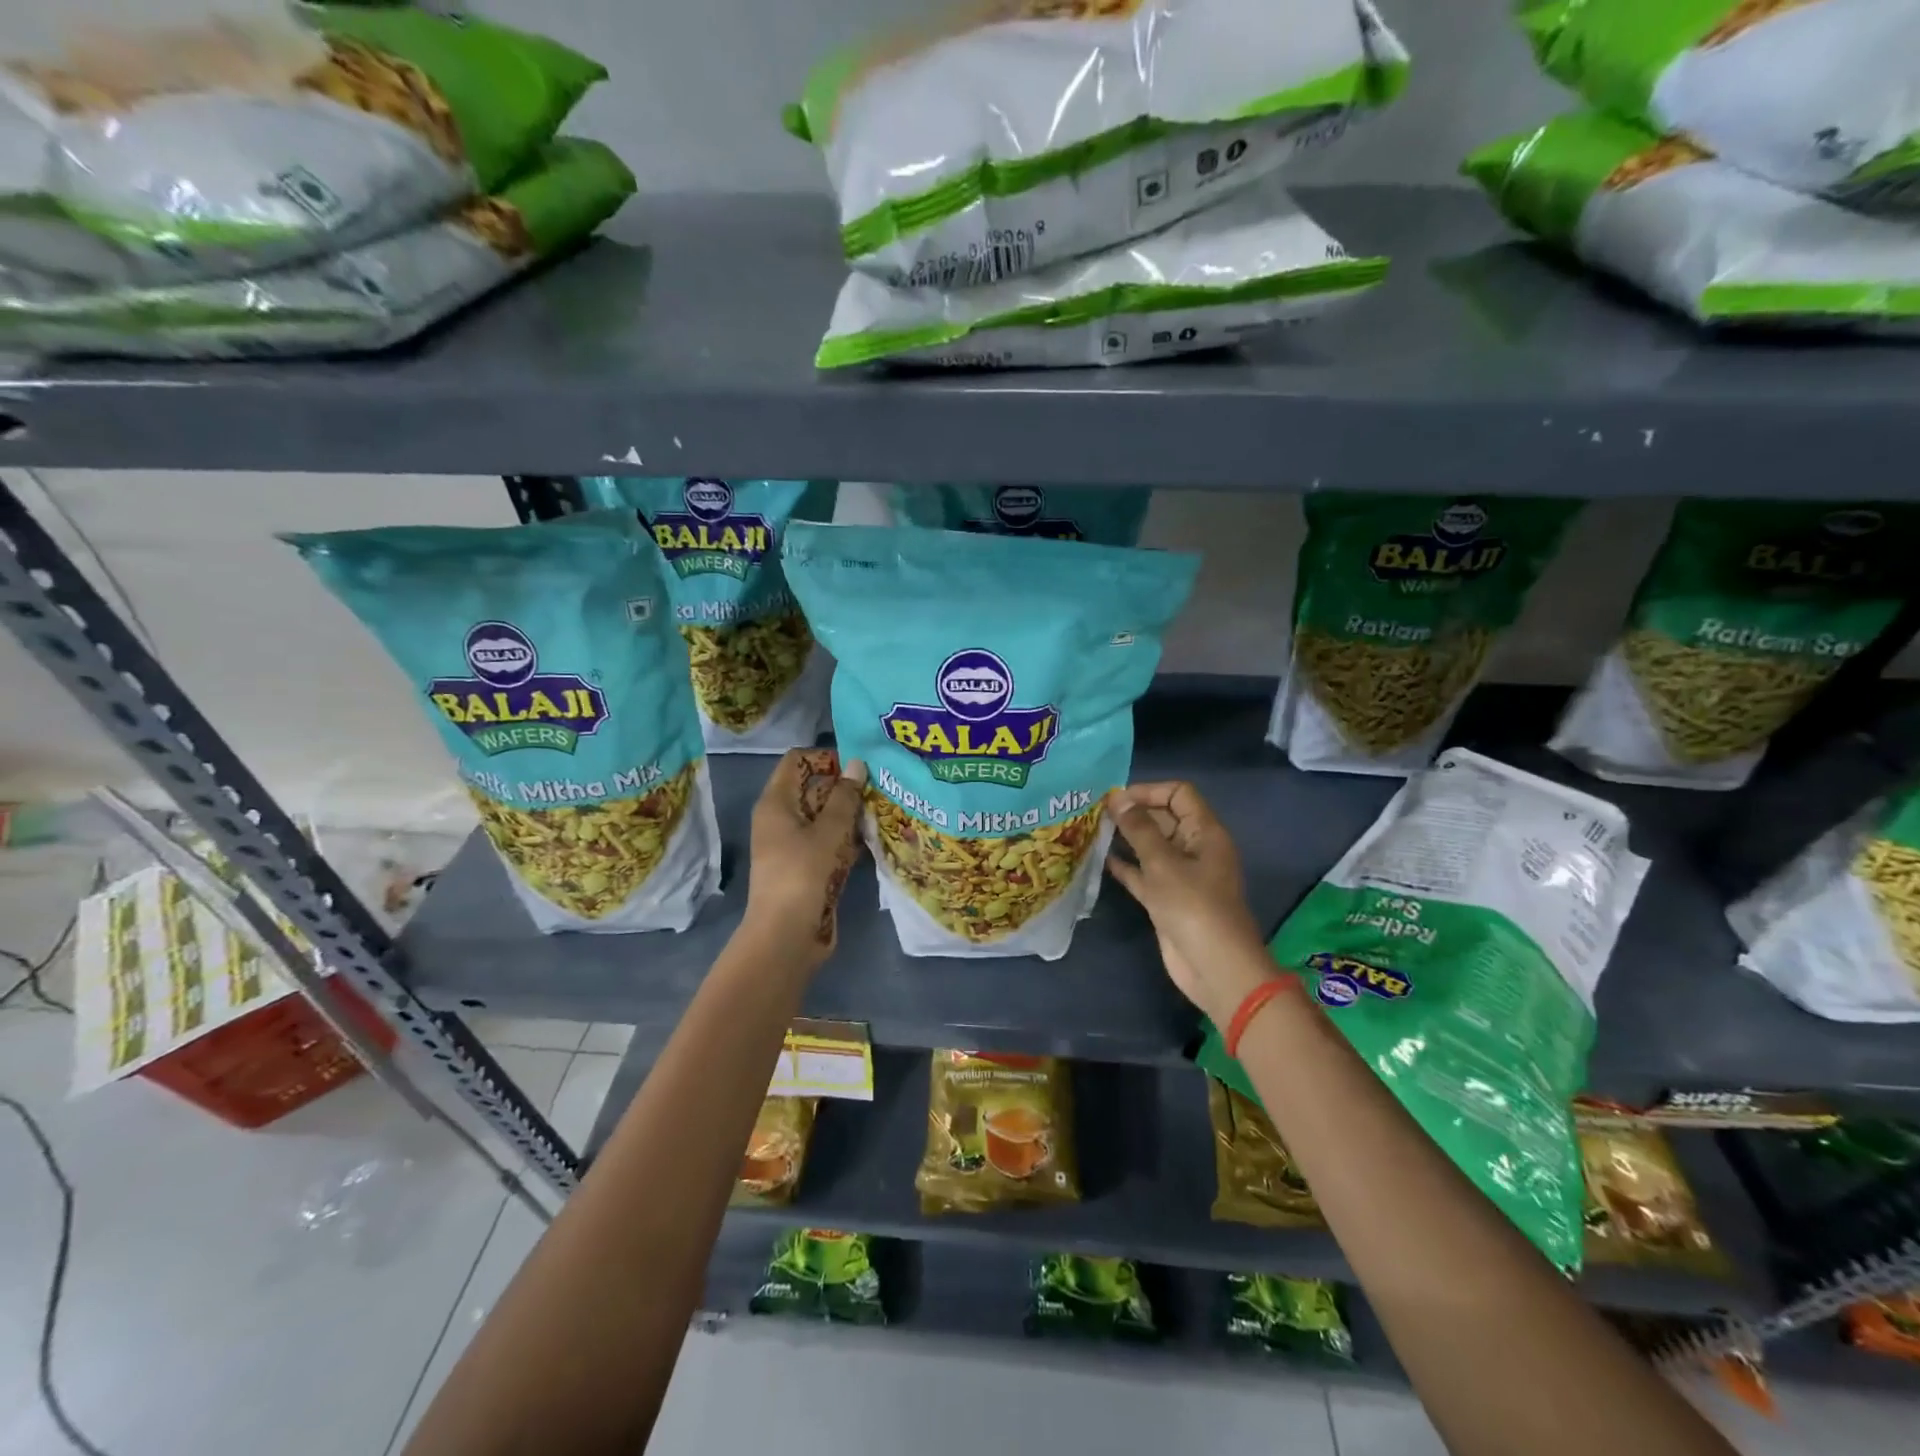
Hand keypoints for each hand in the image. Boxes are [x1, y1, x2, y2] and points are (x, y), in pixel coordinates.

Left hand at [745, 748, 866, 960]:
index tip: (857, 766)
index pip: (796, 762)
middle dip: (845, 787)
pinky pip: (829, 843)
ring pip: (825, 818)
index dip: (825, 758)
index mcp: (776, 803)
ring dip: (850, 814)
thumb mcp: (828, 831)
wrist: (787, 936)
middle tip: (880, 786)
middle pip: (813, 789)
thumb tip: (857, 764)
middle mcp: (781, 819)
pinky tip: (874, 838)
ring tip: (883, 809)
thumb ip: (845, 797)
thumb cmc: (803, 874)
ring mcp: (794, 845)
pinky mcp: (808, 868)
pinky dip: (848, 839)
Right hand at [1103, 781, 1275, 1025]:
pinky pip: (1144, 874)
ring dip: (1125, 839)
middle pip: (1164, 818)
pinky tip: (1099, 860)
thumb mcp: (1163, 863)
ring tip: (1091, 831)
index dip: (1149, 791)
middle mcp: (1194, 849)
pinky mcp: (1167, 899)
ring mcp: (1181, 875)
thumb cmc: (1194, 907)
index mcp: (1205, 833)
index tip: (1116, 799)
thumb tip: (1117, 799)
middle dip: (1133, 813)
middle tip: (1094, 813)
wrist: (1215, 968)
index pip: (1179, 794)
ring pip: (1151, 847)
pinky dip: (1125, 866)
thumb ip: (1139, 829)